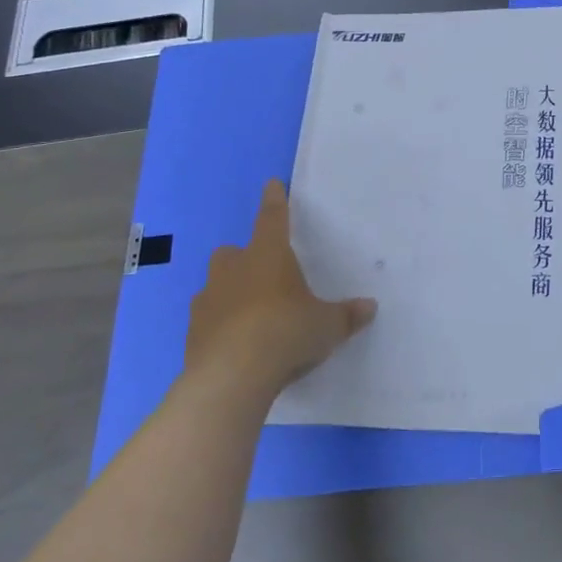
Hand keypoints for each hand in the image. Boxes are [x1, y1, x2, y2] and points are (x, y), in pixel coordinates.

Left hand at [186, 180, 375, 398]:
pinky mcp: (192, 333)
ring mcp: (207, 301)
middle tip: (264, 275)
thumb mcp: (327, 326)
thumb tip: (369, 308)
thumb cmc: (286, 333)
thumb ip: (347, 315)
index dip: (274, 201)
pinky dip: (220, 326)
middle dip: (245, 258)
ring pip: (216, 286)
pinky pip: (208, 320)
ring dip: (230, 293)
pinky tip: (236, 345)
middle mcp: (233, 270)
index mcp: (268, 256)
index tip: (271, 184)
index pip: (273, 219)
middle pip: (233, 253)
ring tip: (251, 316)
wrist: (231, 377)